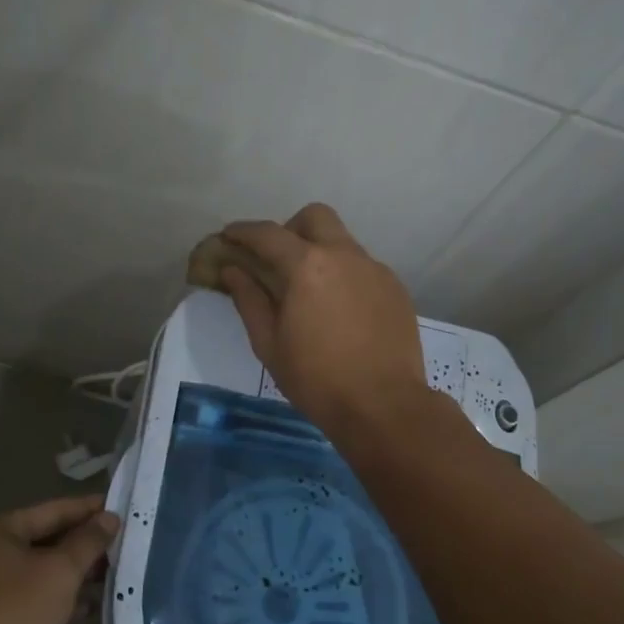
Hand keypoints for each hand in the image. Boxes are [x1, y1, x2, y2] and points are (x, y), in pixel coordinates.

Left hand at [0, 494, 120, 623]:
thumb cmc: (15, 616)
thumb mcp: (60, 573)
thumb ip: (88, 541)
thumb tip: (109, 517)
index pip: (54, 509)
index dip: (90, 509)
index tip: (122, 509)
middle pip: (45, 539)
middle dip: (83, 545)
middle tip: (121, 546)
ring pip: (39, 570)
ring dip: (73, 574)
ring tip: (110, 578)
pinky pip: (29, 596)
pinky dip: (56, 598)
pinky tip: (84, 609)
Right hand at [217, 203, 429, 441]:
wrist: (384, 407)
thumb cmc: (316, 379)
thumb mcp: (269, 344)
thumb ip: (249, 300)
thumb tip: (233, 270)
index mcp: (307, 266)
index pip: (268, 234)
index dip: (243, 231)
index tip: (229, 236)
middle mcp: (344, 255)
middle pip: (314, 217)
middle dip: (290, 229)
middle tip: (277, 261)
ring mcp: (375, 269)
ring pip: (342, 242)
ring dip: (320, 253)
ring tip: (310, 293)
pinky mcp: (395, 288)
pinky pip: (362, 267)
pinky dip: (344, 276)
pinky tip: (340, 312)